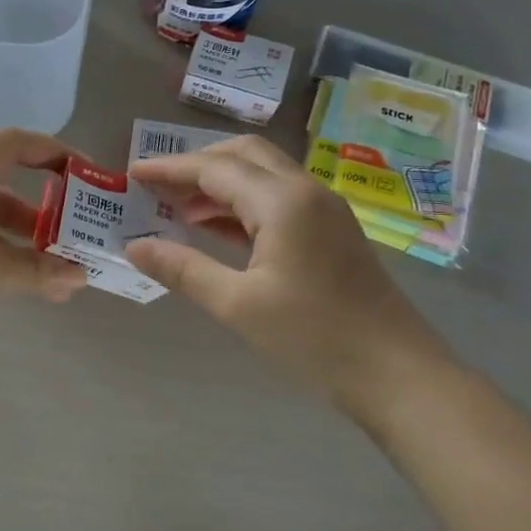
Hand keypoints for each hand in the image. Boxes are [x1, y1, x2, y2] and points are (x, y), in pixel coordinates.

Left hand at [0, 128, 86, 356]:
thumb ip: (36, 269)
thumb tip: (80, 276)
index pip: (10, 143)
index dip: (52, 152)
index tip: (86, 175)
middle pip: (0, 180)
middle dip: (43, 207)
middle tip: (78, 232)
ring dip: (21, 238)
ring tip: (57, 272)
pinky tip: (20, 281)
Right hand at [126, 136, 456, 425]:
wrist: (398, 374)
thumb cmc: (314, 338)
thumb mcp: (238, 305)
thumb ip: (183, 269)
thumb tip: (134, 246)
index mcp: (283, 201)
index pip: (215, 168)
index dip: (170, 168)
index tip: (132, 174)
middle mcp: (306, 191)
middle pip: (243, 156)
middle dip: (196, 164)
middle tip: (156, 186)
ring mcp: (324, 210)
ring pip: (262, 175)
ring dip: (219, 184)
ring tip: (175, 208)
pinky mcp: (331, 232)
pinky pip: (277, 200)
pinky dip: (241, 204)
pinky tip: (215, 230)